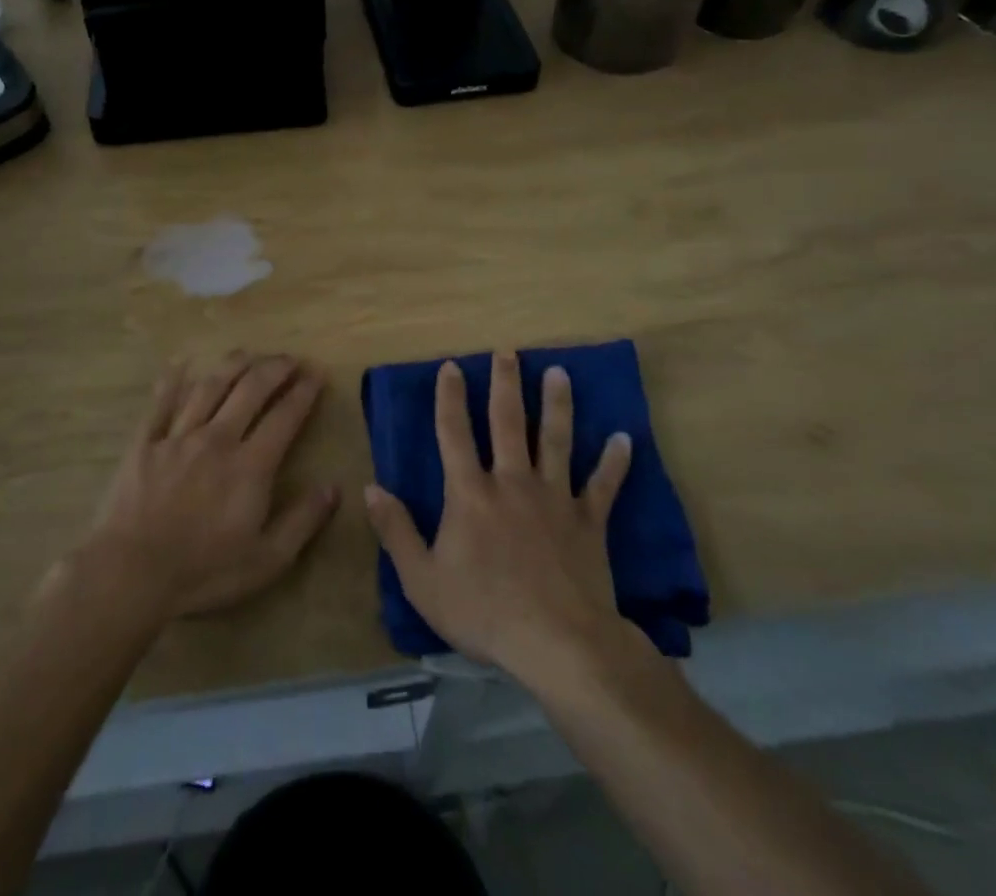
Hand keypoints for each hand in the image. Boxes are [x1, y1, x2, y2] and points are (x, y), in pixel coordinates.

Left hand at [78, 353, 339, 622]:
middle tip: (289, 358)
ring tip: (248, 353)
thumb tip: (334, 487)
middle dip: (274, 368)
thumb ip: (302, 521)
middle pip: (250, 389)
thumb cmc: (203, 571)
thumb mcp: (266, 560)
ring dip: (233, 365)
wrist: (130, 574)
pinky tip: (182, 363)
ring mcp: (178, 437)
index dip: (304, 391)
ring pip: (210, 386)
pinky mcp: (145, 443)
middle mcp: (218, 438)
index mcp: (250, 465)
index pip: (285, 416)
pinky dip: (172, 380)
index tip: (317, 373)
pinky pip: (161, 402)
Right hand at [363, 353, 632, 681]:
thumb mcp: (422, 580)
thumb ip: (396, 531)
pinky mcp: (588, 521)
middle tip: (508, 352)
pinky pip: (603, 485)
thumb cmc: (483, 612)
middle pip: (508, 422)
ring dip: (557, 404)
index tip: (451, 366)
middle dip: (506, 384)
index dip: (450, 397)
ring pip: (556, 440)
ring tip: (560, 372)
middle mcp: (512, 482)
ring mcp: (554, 498)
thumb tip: (370, 487)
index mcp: (470, 493)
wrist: (556, 643)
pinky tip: (624, 438)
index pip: (454, 433)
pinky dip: (614, 462)